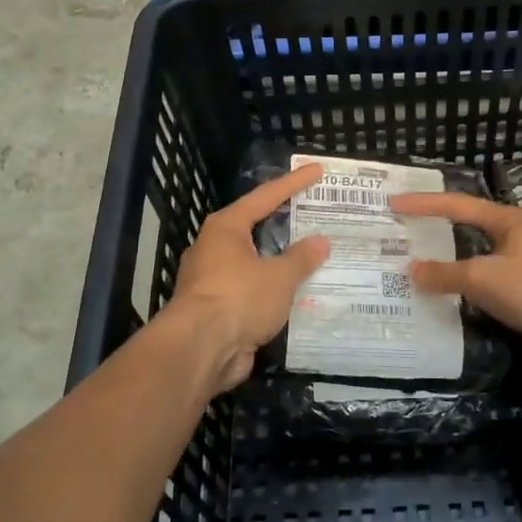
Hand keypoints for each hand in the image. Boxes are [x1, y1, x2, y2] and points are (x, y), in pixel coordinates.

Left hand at [169, 162, 330, 395]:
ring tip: (314, 257)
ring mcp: (213, 279)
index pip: (265, 197)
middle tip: (316, 215)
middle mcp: (215, 248)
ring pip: (255, 262)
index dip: (293, 183)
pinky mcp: (217, 309)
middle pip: (256, 228)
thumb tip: (321, 242)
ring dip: (281, 261)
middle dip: (286, 224)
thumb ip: (301, 258)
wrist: (200, 351)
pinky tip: (298, 293)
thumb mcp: (278, 276)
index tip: (316, 170)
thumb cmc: (238, 299)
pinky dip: (274, 290)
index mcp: (226, 228)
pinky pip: (253, 291)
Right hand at [389, 192, 521, 373]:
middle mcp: (516, 240)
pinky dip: (470, 298)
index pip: (456, 205)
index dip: (423, 204)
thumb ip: (446, 274)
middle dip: (436, 236)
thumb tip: (411, 269)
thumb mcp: (484, 277)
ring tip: (416, 277)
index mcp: (506, 221)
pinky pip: (491, 294)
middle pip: (468, 233)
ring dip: (452, 272)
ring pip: (480, 266)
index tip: (393, 203)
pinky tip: (451, 308)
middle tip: (401, 240)